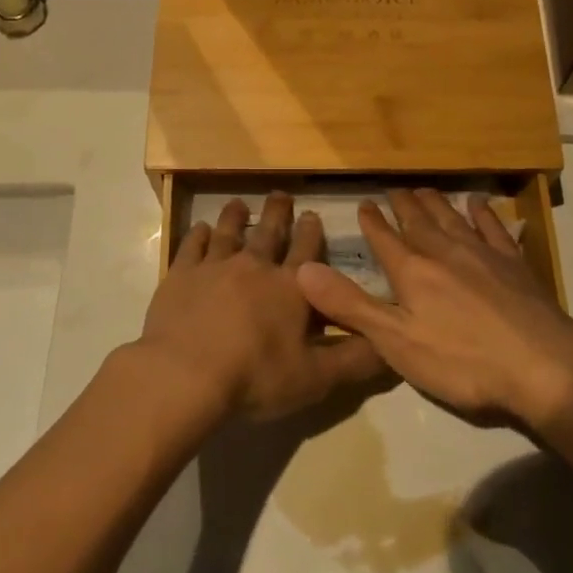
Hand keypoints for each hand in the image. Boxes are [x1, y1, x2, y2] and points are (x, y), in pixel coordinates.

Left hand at [135, 193, 386, 420]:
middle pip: (269, 233)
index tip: (313, 214)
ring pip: (229, 233)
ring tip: (239, 204)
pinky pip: (192, 247)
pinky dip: (198, 235)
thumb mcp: (316, 378)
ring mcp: (215, 267)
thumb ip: (355, 360)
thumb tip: (391, 346)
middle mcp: (255, 267)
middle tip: (281, 194)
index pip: (307, 252)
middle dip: (278, 213)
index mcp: (291, 288)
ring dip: (236, 216)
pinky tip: (201, 229)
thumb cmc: (256, 377)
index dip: (312, 232)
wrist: (186, 374)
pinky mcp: (181, 275)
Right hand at [296, 188, 572, 427]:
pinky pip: (493, 228)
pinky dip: (482, 213)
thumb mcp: (396, 342)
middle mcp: (444, 253)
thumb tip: (303, 270)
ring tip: (425, 190)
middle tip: (394, 189)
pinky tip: (478, 204)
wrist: (542, 365)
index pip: (385, 239)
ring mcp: (482, 254)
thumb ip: (350, 306)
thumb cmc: (462, 361)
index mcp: (412, 272)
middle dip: (403, 205)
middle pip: (418, 222)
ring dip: (436, 203)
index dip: (372, 222)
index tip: (364, 204)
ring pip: (452, 219)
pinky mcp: (514, 263)